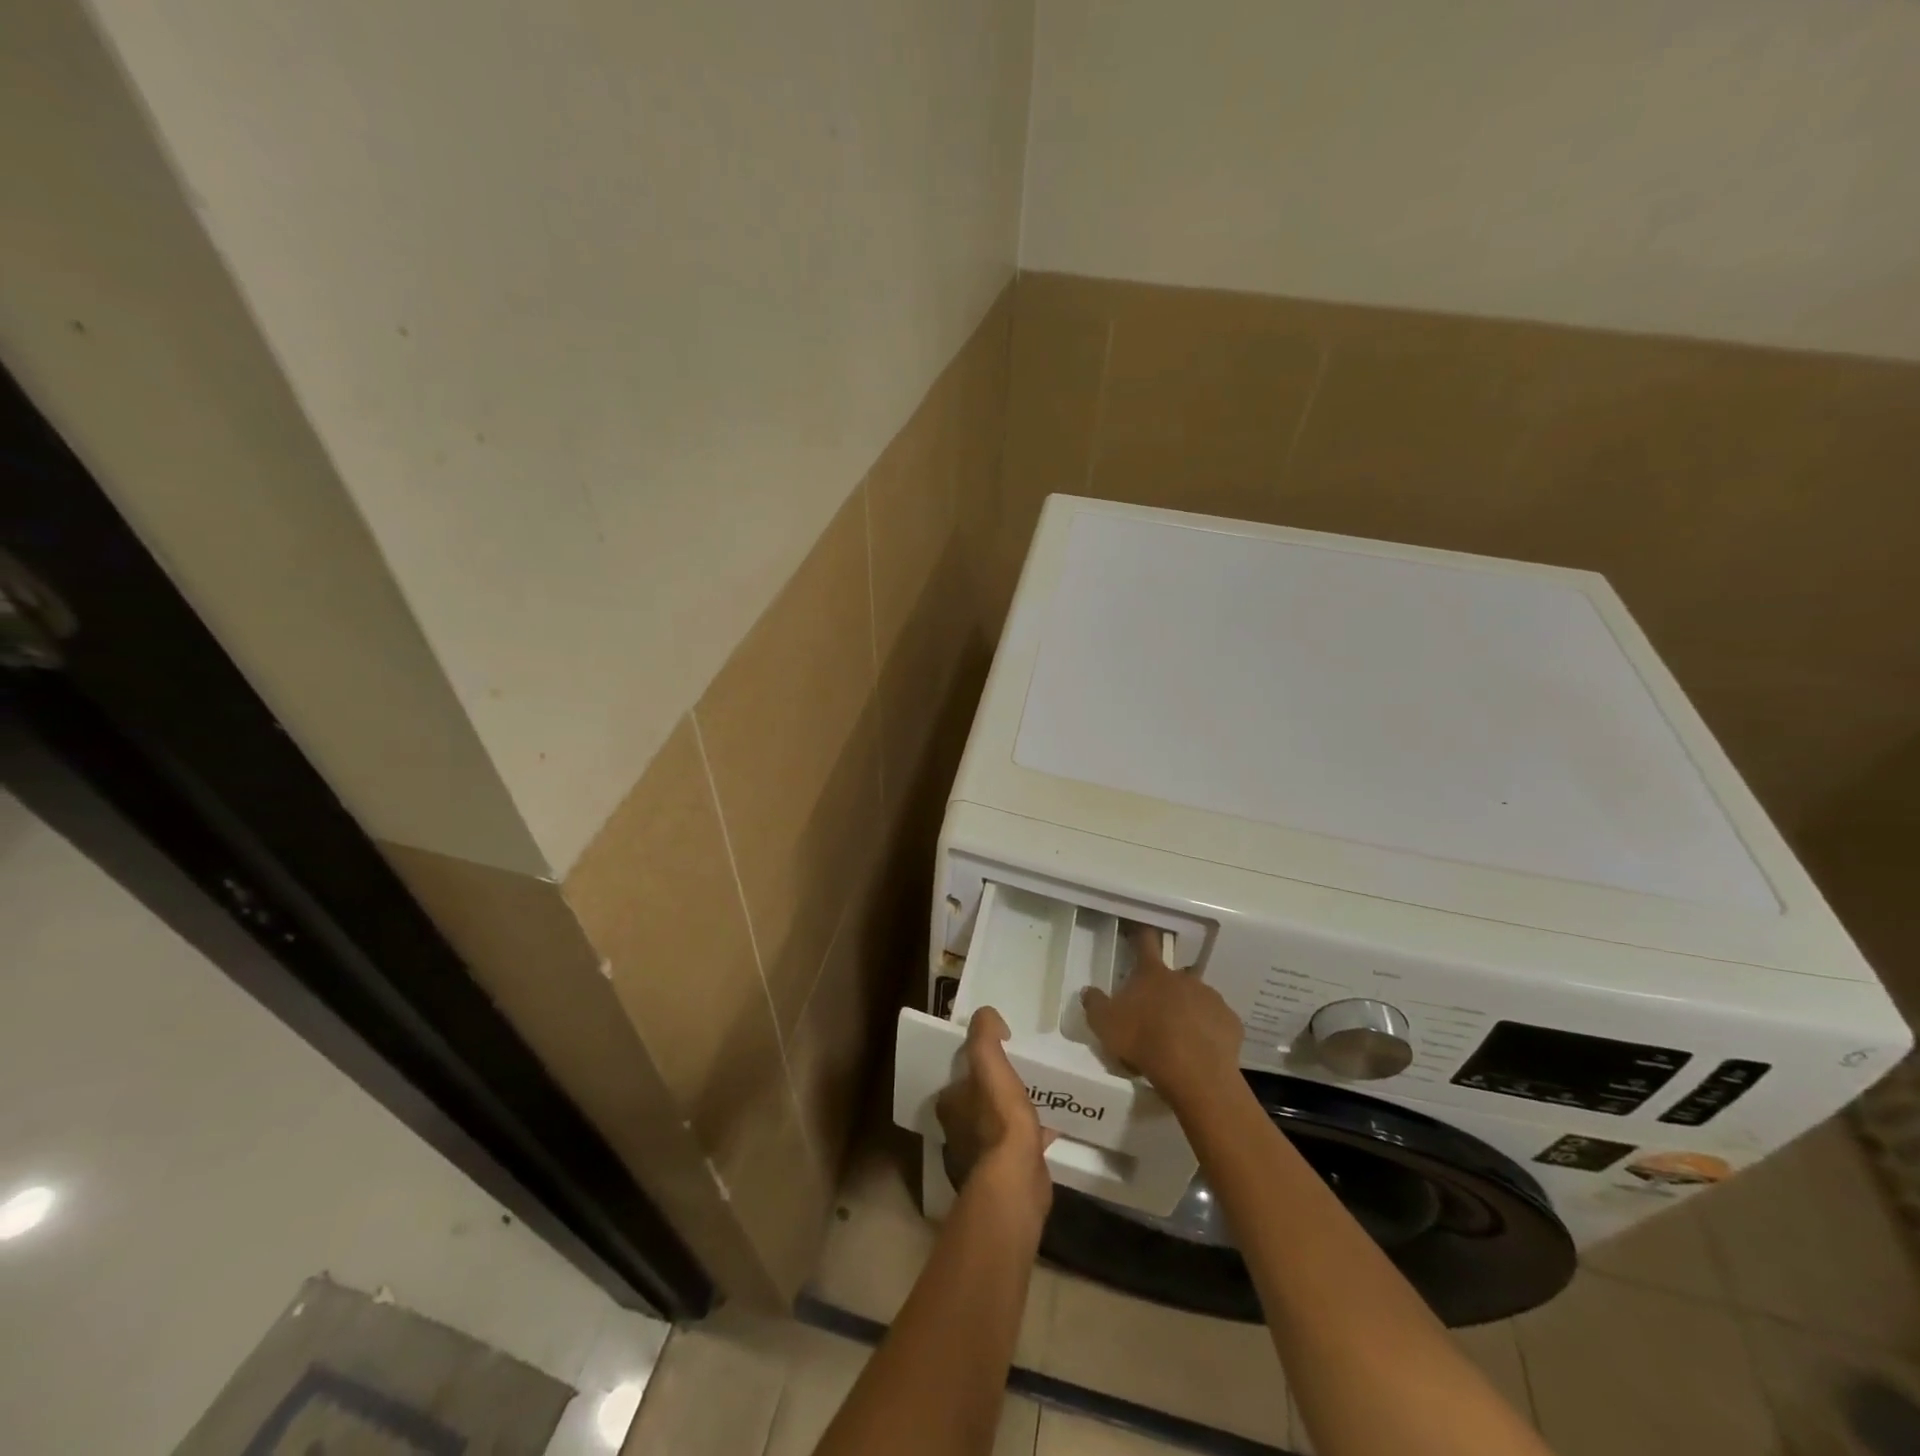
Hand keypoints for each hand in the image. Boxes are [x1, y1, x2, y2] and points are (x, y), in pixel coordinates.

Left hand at [936, 1008, 1054, 1218]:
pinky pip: (1017, 1146)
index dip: (976, 1064)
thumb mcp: (989, 1063)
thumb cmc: (999, 1117)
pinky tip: (1051, 1128)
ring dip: (1013, 1112)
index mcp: (949, 1104)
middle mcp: (958, 1131)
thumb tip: (988, 1016)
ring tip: (1037, 1097)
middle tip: (1020, 1073)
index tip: (998, 1054)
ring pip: (997, 1123)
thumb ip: (984, 1034)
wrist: (1016, 1180)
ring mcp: (980, 1156)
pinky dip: (1031, 1136)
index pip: (958, 1076)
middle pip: (977, 1100)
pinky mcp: (1005, 1174)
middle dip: (996, 1089)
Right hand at [1083, 924, 1243, 1109]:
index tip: (1141, 931)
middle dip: (1165, 990)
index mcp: (1152, 974)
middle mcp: (1183, 978)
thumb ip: (1094, 1004)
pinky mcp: (1230, 1022)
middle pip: (1172, 976)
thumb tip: (1088, 991)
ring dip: (1188, 1011)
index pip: (1145, 943)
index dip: (1141, 936)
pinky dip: (1209, 1032)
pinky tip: (1200, 1051)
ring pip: (1197, 999)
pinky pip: (1217, 1023)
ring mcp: (1211, 998)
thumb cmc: (1143, 1040)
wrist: (1193, 1071)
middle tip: (1155, 1014)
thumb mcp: (1104, 1024)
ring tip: (1179, 1039)